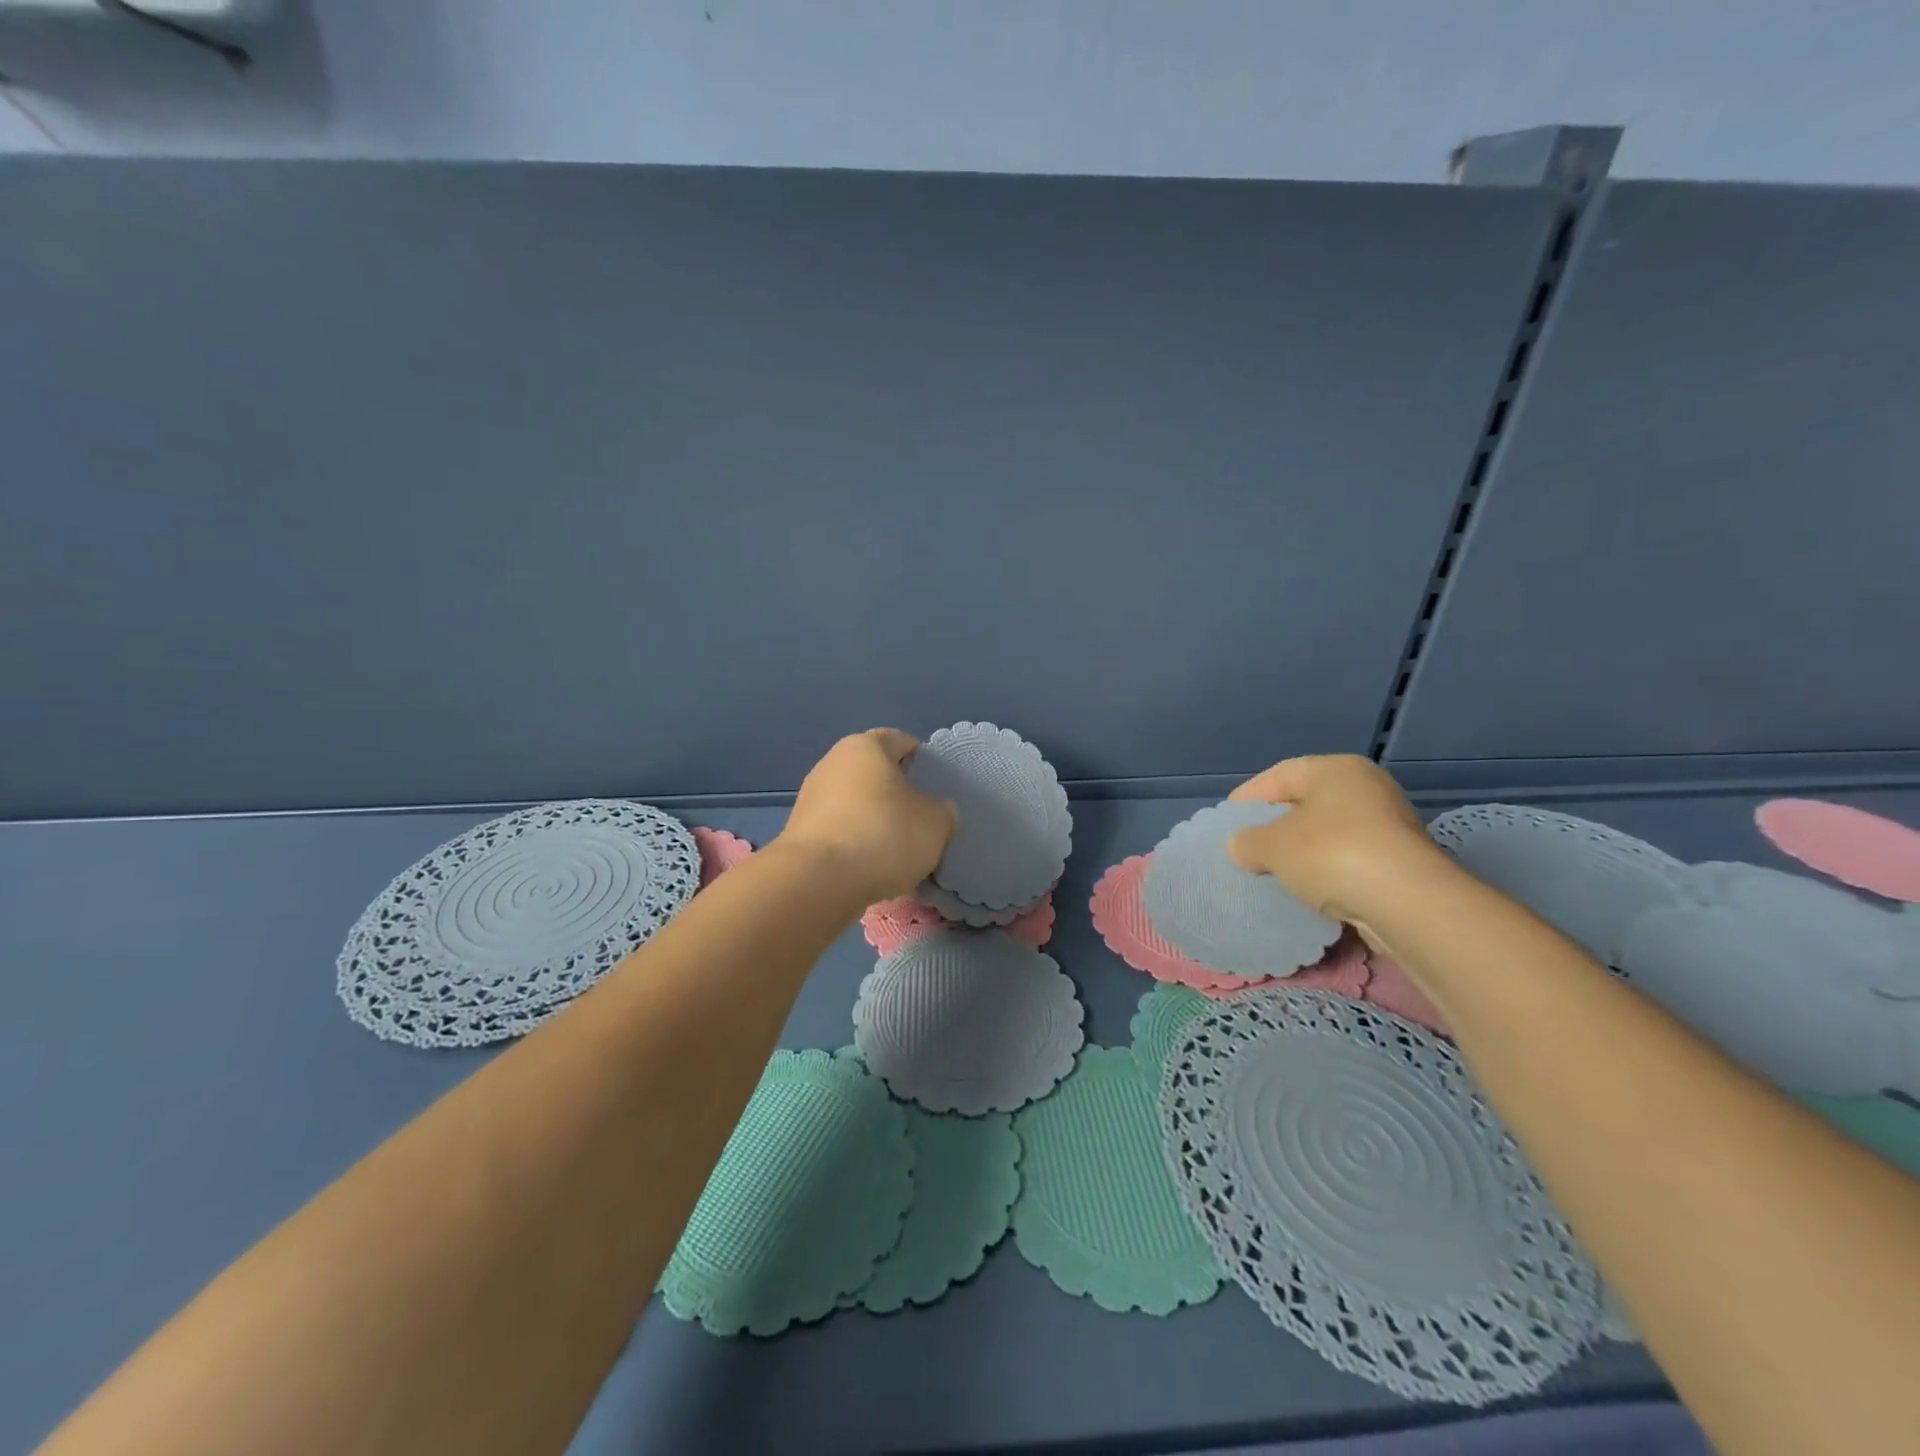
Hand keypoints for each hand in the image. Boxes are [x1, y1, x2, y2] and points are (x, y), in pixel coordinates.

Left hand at [776, 729, 958, 904]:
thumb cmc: (884, 834)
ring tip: (897, 850)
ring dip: (875, 820)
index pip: (901, 742)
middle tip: (920, 819)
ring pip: (856, 803)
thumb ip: (942, 811)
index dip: (922, 761)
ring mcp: (811, 796)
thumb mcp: (936, 823)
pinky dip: (855, 842)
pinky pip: (840, 829)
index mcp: (866, 746)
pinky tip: (870, 865)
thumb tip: (936, 811)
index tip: (936, 787)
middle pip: (875, 773)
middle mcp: (833, 762)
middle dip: (897, 793)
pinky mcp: (800, 831)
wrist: (819, 880)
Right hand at [1225, 754, 1447, 922]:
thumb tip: (1241, 847)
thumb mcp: (1271, 846)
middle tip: (1248, 849)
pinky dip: (1329, 875)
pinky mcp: (1403, 863)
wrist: (1408, 903)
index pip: (1279, 776)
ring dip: (1303, 855)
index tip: (1226, 821)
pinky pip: (1351, 863)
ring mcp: (1390, 826)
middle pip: (1307, 805)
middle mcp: (1367, 789)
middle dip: (1276, 828)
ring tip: (1275, 876)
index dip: (1248, 798)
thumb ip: (1247, 842)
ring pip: (1330, 836)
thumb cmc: (1331, 853)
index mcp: (1335, 769)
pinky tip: (1310, 894)